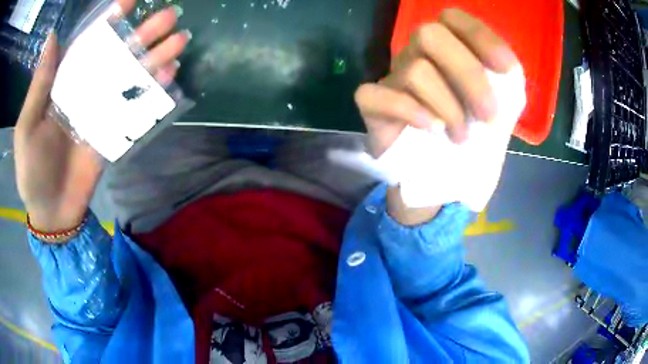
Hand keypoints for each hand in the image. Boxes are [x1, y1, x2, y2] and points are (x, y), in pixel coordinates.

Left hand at [14, 0, 188, 232]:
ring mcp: (101, 110)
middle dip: (142, 34)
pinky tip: (170, 75)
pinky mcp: (113, 132)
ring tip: (180, 40)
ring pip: (130, 77)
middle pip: (116, 55)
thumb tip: (53, 37)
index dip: (107, 21)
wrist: (52, 211)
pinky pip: (135, 108)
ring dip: (154, 58)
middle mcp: (85, 89)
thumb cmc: (32, 171)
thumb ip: (39, 85)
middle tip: (170, 16)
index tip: (129, 0)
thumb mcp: (26, 128)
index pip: (87, 44)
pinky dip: (151, 91)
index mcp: (63, 84)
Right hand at [354, 9, 518, 224]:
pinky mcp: (372, 104)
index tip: (506, 70)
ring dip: (448, 108)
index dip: (480, 37)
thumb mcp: (503, 109)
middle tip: (488, 115)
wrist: (445, 172)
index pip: (453, 19)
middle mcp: (417, 53)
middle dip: (468, 74)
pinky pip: (378, 96)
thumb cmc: (477, 136)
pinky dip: (411, 112)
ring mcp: (393, 76)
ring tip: (461, 137)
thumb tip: (504, 69)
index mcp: (448, 48)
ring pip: (415, 71)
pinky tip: (433, 130)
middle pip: (430, 35)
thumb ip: (507, 84)